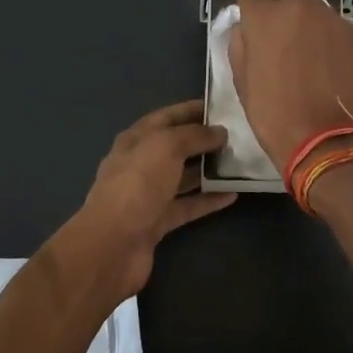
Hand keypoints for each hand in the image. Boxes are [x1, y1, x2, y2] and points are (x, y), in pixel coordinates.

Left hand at [54, 101, 234, 304]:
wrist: (113, 245)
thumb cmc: (137, 185)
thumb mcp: (165, 147)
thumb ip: (193, 135)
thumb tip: (219, 132)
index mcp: (135, 140)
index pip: (166, 118)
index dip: (191, 110)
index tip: (222, 107)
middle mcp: (140, 164)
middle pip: (175, 147)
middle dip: (203, 140)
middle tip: (238, 136)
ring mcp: (148, 195)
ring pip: (182, 177)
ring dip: (208, 170)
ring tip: (239, 163)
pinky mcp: (158, 222)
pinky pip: (187, 206)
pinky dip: (208, 200)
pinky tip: (233, 195)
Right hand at [228, 0, 352, 171]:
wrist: (325, 139)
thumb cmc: (273, 113)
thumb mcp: (242, 80)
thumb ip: (241, 44)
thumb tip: (247, 28)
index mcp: (264, 17)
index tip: (253, 16)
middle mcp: (299, 7)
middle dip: (279, 6)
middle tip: (279, 35)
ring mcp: (331, 19)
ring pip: (312, 9)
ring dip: (306, 23)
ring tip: (307, 54)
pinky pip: (335, 27)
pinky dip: (329, 39)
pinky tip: (328, 66)